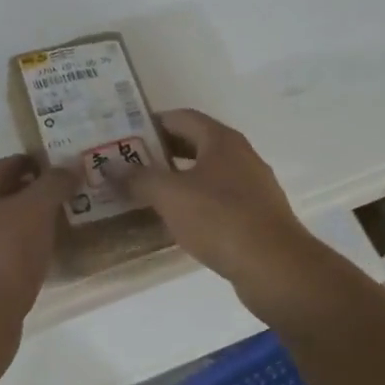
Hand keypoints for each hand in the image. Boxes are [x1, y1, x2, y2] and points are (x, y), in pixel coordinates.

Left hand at [0, 155, 77, 325]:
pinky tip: (46, 254)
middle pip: (2, 194)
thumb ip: (53, 184)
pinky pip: (5, 250)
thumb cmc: (6, 254)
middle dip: (34, 191)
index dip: (33, 162)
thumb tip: (69, 167)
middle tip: (67, 194)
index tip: (62, 168)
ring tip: (62, 223)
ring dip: (31, 220)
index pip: (4, 164)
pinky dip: (25, 246)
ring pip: (4, 224)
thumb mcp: (35, 210)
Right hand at [125, 109, 320, 288]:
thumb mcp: (170, 195)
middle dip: (160, 152)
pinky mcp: (255, 216)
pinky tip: (175, 220)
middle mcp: (240, 156)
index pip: (181, 117)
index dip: (152, 122)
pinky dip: (193, 202)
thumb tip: (109, 166)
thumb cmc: (220, 219)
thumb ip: (138, 178)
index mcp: (221, 140)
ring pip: (206, 173)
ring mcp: (251, 187)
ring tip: (145, 192)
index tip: (124, 135)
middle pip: (194, 144)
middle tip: (128, 164)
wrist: (275, 267)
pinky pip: (217, 199)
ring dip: (176, 179)